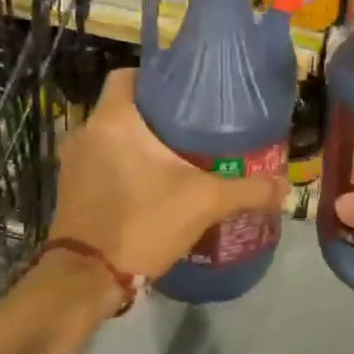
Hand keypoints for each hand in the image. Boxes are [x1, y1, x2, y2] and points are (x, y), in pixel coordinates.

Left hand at [47, 68, 288, 293]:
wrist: (86, 279)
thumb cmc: (142, 222)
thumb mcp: (204, 203)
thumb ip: (247, 190)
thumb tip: (284, 188)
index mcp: (114, 119)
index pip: (128, 75)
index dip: (156, 77)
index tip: (185, 92)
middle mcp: (86, 131)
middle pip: (123, 106)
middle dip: (155, 114)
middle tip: (192, 126)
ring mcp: (72, 162)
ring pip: (110, 136)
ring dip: (137, 142)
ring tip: (175, 155)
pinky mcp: (69, 188)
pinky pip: (99, 161)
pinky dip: (122, 165)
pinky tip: (150, 183)